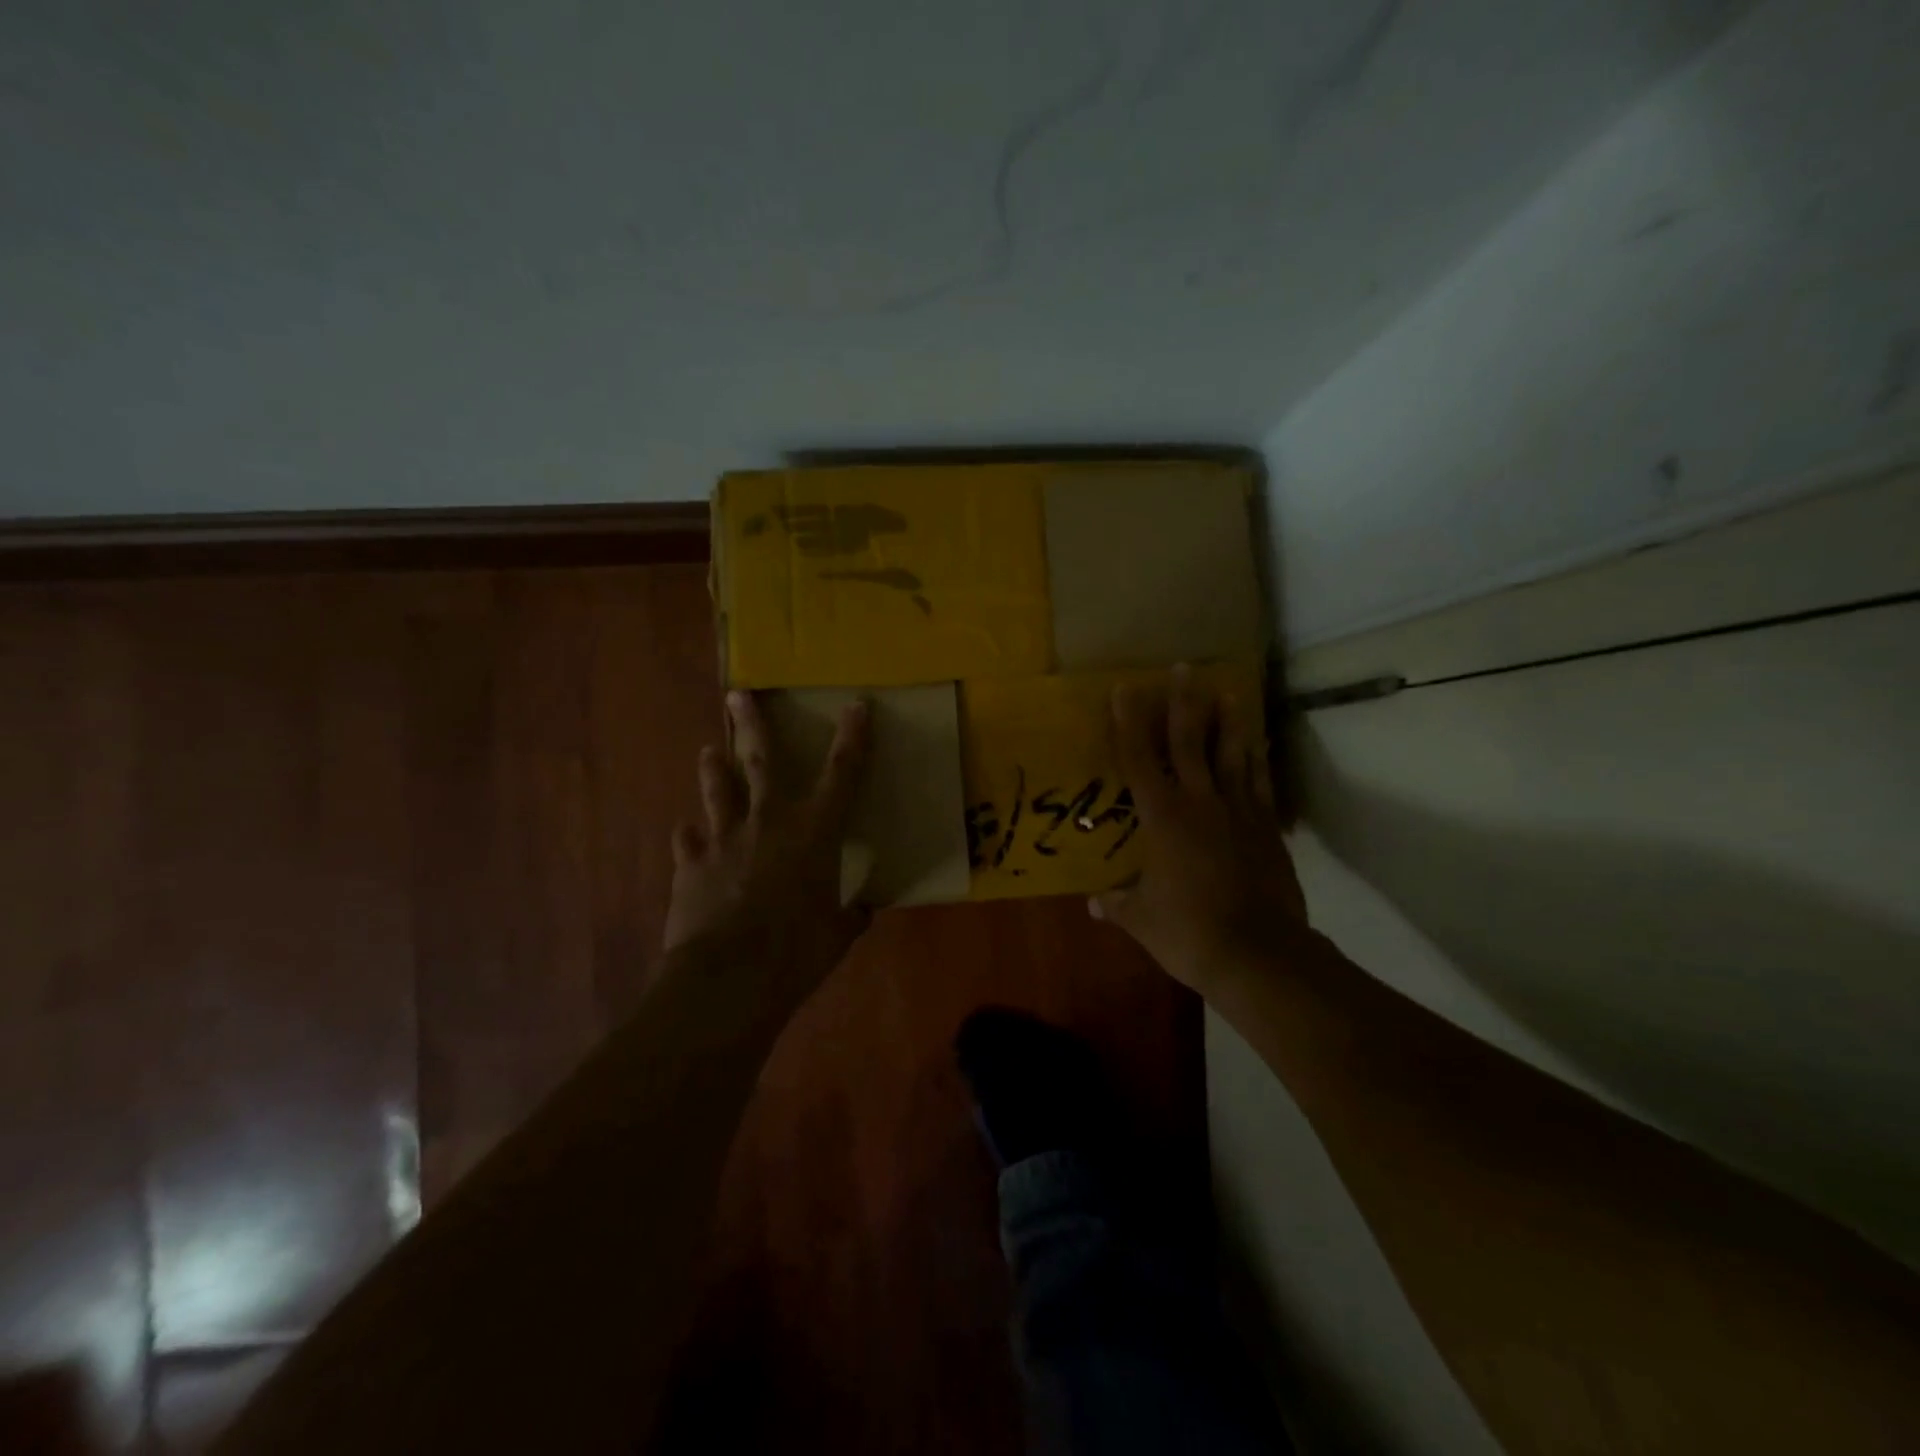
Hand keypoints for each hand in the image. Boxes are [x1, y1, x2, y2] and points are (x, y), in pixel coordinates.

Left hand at [662, 690, 872, 1007]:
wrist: (728, 978)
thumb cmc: (796, 952)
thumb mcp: (836, 935)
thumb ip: (849, 916)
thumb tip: (862, 911)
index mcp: (814, 832)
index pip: (842, 773)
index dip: (852, 738)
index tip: (856, 706)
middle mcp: (769, 821)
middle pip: (761, 760)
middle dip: (753, 724)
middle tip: (738, 694)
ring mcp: (724, 839)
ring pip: (718, 790)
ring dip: (714, 768)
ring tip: (709, 751)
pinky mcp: (691, 864)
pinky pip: (688, 841)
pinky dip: (691, 837)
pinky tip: (687, 834)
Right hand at [1091, 666, 1305, 992]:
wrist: (1259, 955)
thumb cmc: (1189, 933)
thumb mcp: (1143, 921)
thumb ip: (1118, 904)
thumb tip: (1095, 904)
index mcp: (1163, 818)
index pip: (1139, 760)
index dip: (1128, 723)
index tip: (1125, 688)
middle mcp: (1200, 803)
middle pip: (1189, 742)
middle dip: (1183, 703)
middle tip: (1184, 668)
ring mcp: (1239, 813)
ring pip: (1232, 755)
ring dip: (1228, 722)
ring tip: (1229, 691)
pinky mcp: (1267, 829)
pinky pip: (1259, 784)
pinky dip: (1256, 761)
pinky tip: (1256, 746)